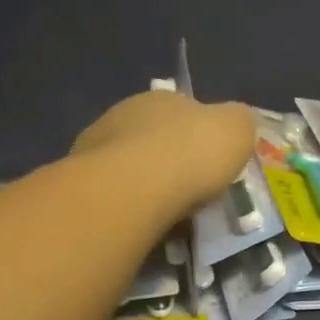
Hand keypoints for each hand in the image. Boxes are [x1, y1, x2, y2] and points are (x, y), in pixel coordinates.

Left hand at [71, 91, 255, 215]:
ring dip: (145, 182)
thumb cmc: (191, 154)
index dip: (202, 137)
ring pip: (129, 164)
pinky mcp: (80, 179)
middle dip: (171, 160)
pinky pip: (113, 191)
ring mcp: (97, 145)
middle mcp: (126, 113)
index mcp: (164, 98)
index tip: (213, 164)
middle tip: (190, 190)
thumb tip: (236, 124)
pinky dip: (127, 203)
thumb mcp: (238, 130)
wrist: (132, 189)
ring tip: (165, 212)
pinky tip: (140, 220)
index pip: (187, 111)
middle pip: (155, 137)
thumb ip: (239, 123)